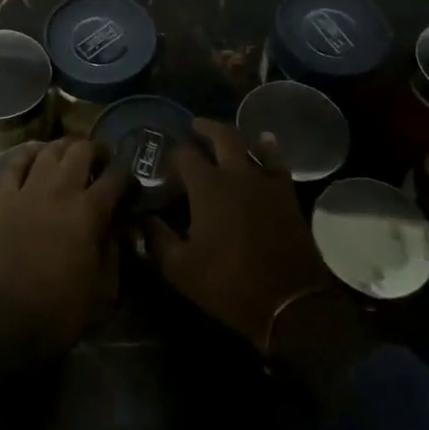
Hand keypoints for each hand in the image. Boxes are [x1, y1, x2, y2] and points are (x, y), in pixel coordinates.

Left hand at [0, 138, 125, 374]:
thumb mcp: (105, 289)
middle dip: (97, 151)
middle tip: (102, 163)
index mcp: (89, 211)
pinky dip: (28, 154)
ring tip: (72, 157)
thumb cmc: (61, 310)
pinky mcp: (3, 199)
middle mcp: (60, 190)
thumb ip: (115, 250)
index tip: (130, 184)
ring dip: (65, 148)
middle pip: (81, 150)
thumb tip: (118, 227)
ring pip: (49, 149)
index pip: (116, 177)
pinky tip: (37, 156)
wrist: (6, 321)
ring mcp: (28, 191)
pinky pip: (15, 163)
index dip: (127, 176)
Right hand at [144, 118, 334, 348]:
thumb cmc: (229, 283)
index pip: (183, 155)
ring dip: (234, 136)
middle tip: (193, 127)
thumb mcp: (180, 268)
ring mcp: (265, 180)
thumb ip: (156, 238)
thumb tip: (139, 219)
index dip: (170, 157)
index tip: (163, 167)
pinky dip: (268, 149)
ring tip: (223, 136)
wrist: (289, 302)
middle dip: (204, 128)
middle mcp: (236, 172)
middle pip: (220, 135)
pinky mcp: (286, 193)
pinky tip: (264, 145)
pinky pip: (276, 161)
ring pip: (249, 143)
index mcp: (207, 186)